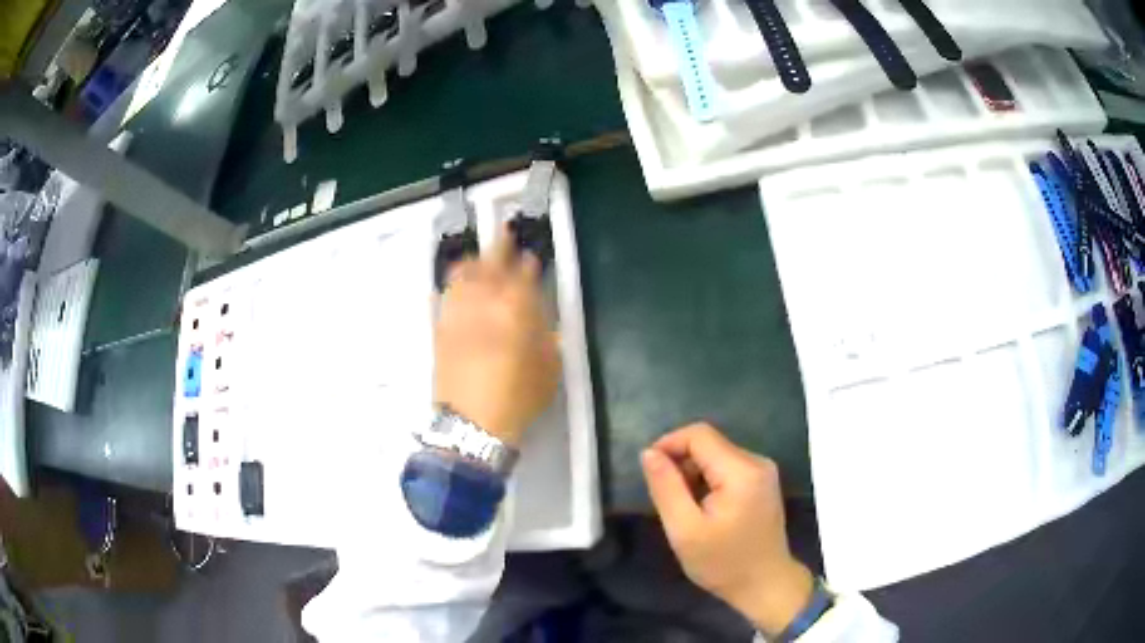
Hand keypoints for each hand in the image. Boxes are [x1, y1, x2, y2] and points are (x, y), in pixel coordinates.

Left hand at [434, 226, 559, 446]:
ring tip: (478, 255)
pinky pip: (445, 296)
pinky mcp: (441, 329)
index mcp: (516, 309)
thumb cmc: (518, 397)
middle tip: (505, 232)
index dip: (528, 262)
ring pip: (463, 274)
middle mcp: (484, 302)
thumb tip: (537, 312)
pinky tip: (455, 282)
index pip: (523, 274)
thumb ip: (544, 332)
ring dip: (473, 260)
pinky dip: (452, 283)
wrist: (473, 424)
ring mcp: (458, 313)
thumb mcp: (548, 366)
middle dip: (500, 245)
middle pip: (491, 264)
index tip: (531, 255)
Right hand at [642, 422, 813, 635]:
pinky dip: (708, 480)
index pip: (699, 435)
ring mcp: (763, 471)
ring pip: (717, 455)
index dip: (669, 444)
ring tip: (683, 506)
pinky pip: (728, 467)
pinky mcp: (763, 482)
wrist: (765, 585)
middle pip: (709, 444)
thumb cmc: (723, 563)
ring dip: (693, 473)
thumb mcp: (684, 530)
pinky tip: (703, 508)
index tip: (649, 471)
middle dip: (681, 462)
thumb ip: (666, 488)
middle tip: (665, 497)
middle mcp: (757, 462)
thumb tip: (649, 453)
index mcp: (741, 471)